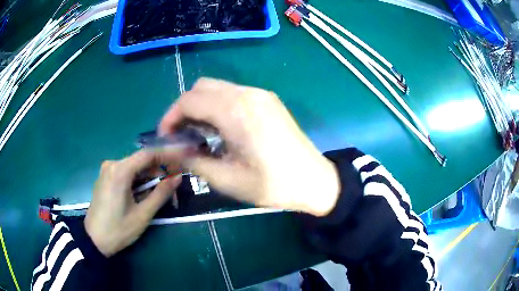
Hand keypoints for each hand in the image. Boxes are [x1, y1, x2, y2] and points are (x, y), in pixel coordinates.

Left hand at [85, 150, 181, 256]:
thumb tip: (177, 178)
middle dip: (158, 171)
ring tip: (161, 192)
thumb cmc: (119, 229)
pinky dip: (138, 180)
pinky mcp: (105, 177)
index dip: (167, 155)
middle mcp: (112, 164)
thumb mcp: (142, 214)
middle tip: (173, 184)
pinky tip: (143, 193)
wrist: (94, 239)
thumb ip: (161, 194)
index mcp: (120, 171)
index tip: (182, 160)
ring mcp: (107, 170)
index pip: (148, 155)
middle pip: (140, 161)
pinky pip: (125, 173)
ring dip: (148, 177)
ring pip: (134, 167)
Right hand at [159, 78, 339, 215]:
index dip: (170, 117)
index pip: (189, 100)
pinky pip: (232, 94)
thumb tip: (171, 151)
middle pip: (201, 88)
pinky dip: (218, 107)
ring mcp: (260, 94)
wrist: (314, 180)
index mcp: (236, 111)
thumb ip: (193, 160)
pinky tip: (220, 130)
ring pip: (217, 89)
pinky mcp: (267, 100)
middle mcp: (247, 93)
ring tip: (199, 135)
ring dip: (201, 107)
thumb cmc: (272, 184)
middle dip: (184, 109)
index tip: (166, 138)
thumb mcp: (227, 179)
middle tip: (181, 136)